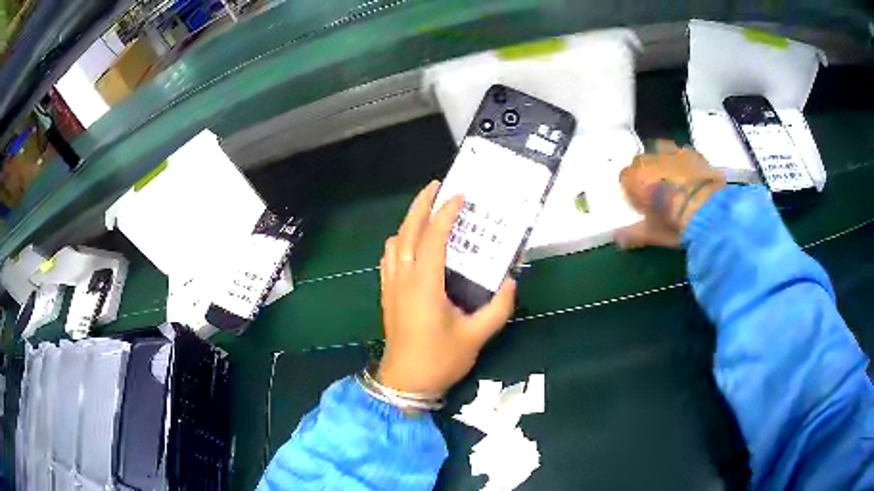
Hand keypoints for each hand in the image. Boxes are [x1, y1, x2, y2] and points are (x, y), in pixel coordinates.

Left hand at [378, 181, 516, 395]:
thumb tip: (512, 282)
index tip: (459, 196)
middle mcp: (404, 279)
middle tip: (436, 186)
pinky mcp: (388, 294)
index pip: (433, 239)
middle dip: (420, 205)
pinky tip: (411, 243)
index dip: (445, 214)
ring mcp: (392, 286)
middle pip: (407, 231)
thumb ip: (498, 308)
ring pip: (395, 242)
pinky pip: (389, 258)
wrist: (406, 382)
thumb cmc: (440, 359)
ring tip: (427, 210)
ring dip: (409, 221)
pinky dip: (399, 241)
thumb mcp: (476, 336)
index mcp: (425, 286)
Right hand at [615, 140, 725, 248]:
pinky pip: (685, 154)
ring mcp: (673, 152)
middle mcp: (650, 159)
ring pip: (662, 151)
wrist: (707, 209)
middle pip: (642, 162)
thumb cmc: (673, 222)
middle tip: (659, 192)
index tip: (642, 205)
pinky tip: (693, 177)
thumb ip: (632, 234)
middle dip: (647, 173)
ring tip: (676, 180)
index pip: (625, 179)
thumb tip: (616, 237)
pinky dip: (686, 163)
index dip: (633, 191)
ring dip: (665, 162)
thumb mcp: (652, 234)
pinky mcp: (694, 153)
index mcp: (635, 177)